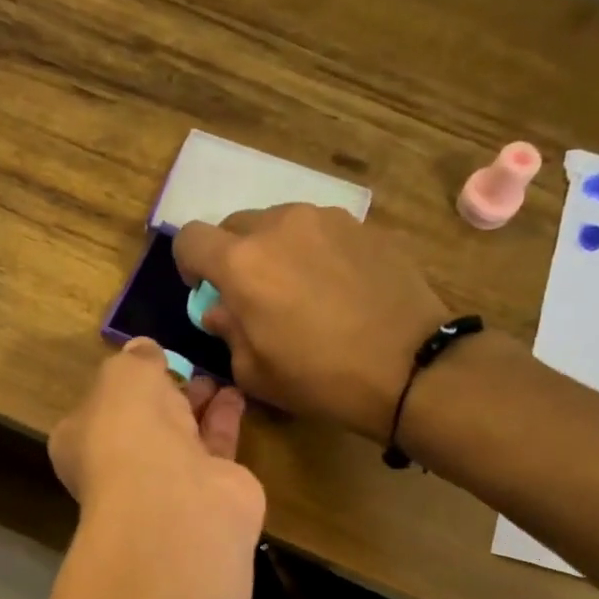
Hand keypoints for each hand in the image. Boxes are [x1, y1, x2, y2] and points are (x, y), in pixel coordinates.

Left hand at [50, 339, 264, 537]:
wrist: (174, 497)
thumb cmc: (128, 428)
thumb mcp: (123, 375)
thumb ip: (135, 359)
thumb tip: (142, 349)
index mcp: (81, 441)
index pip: (97, 410)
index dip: (119, 387)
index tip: (145, 363)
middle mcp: (120, 466)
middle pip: (143, 425)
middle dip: (163, 397)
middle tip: (186, 368)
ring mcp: (165, 483)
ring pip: (181, 436)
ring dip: (197, 406)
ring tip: (215, 377)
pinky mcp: (209, 490)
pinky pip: (215, 448)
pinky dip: (224, 421)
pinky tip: (236, 395)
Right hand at [173, 205, 451, 442]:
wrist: (410, 367)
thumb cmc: (319, 378)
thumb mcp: (254, 372)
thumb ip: (227, 331)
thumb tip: (220, 309)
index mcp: (242, 262)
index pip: (191, 238)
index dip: (189, 263)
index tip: (205, 290)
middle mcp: (279, 226)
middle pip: (235, 225)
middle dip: (233, 256)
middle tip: (253, 294)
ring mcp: (326, 219)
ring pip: (280, 224)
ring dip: (275, 250)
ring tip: (299, 289)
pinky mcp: (364, 226)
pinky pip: (321, 231)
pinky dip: (315, 252)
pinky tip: (336, 288)